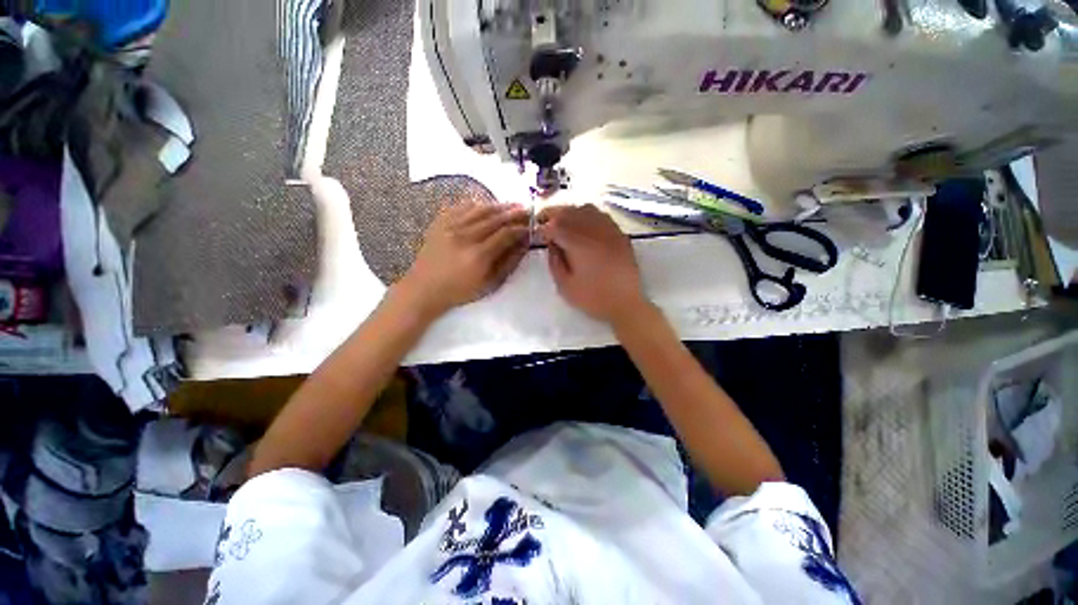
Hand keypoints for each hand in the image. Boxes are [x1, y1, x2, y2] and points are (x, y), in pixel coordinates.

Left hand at [398, 200, 530, 317]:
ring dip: (499, 206)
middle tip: (528, 210)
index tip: (532, 226)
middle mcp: (465, 236)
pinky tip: (487, 205)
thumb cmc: (460, 291)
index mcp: (478, 255)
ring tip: (512, 205)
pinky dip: (478, 204)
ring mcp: (450, 226)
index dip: (521, 228)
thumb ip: (509, 263)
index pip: (506, 233)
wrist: (424, 288)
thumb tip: (524, 244)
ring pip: (480, 209)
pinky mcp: (440, 222)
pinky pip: (462, 206)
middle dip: (514, 213)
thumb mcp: (490, 284)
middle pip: (495, 218)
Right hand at [537, 204, 648, 324]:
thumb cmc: (593, 298)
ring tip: (563, 222)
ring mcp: (609, 230)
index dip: (543, 228)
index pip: (555, 225)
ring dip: (570, 212)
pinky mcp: (619, 234)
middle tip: (545, 223)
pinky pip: (601, 215)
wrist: (626, 304)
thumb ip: (554, 262)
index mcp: (579, 244)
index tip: (538, 235)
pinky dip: (588, 215)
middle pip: (570, 212)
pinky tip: (583, 225)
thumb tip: (551, 244)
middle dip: (554, 215)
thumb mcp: (565, 286)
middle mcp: (594, 231)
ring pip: (586, 209)